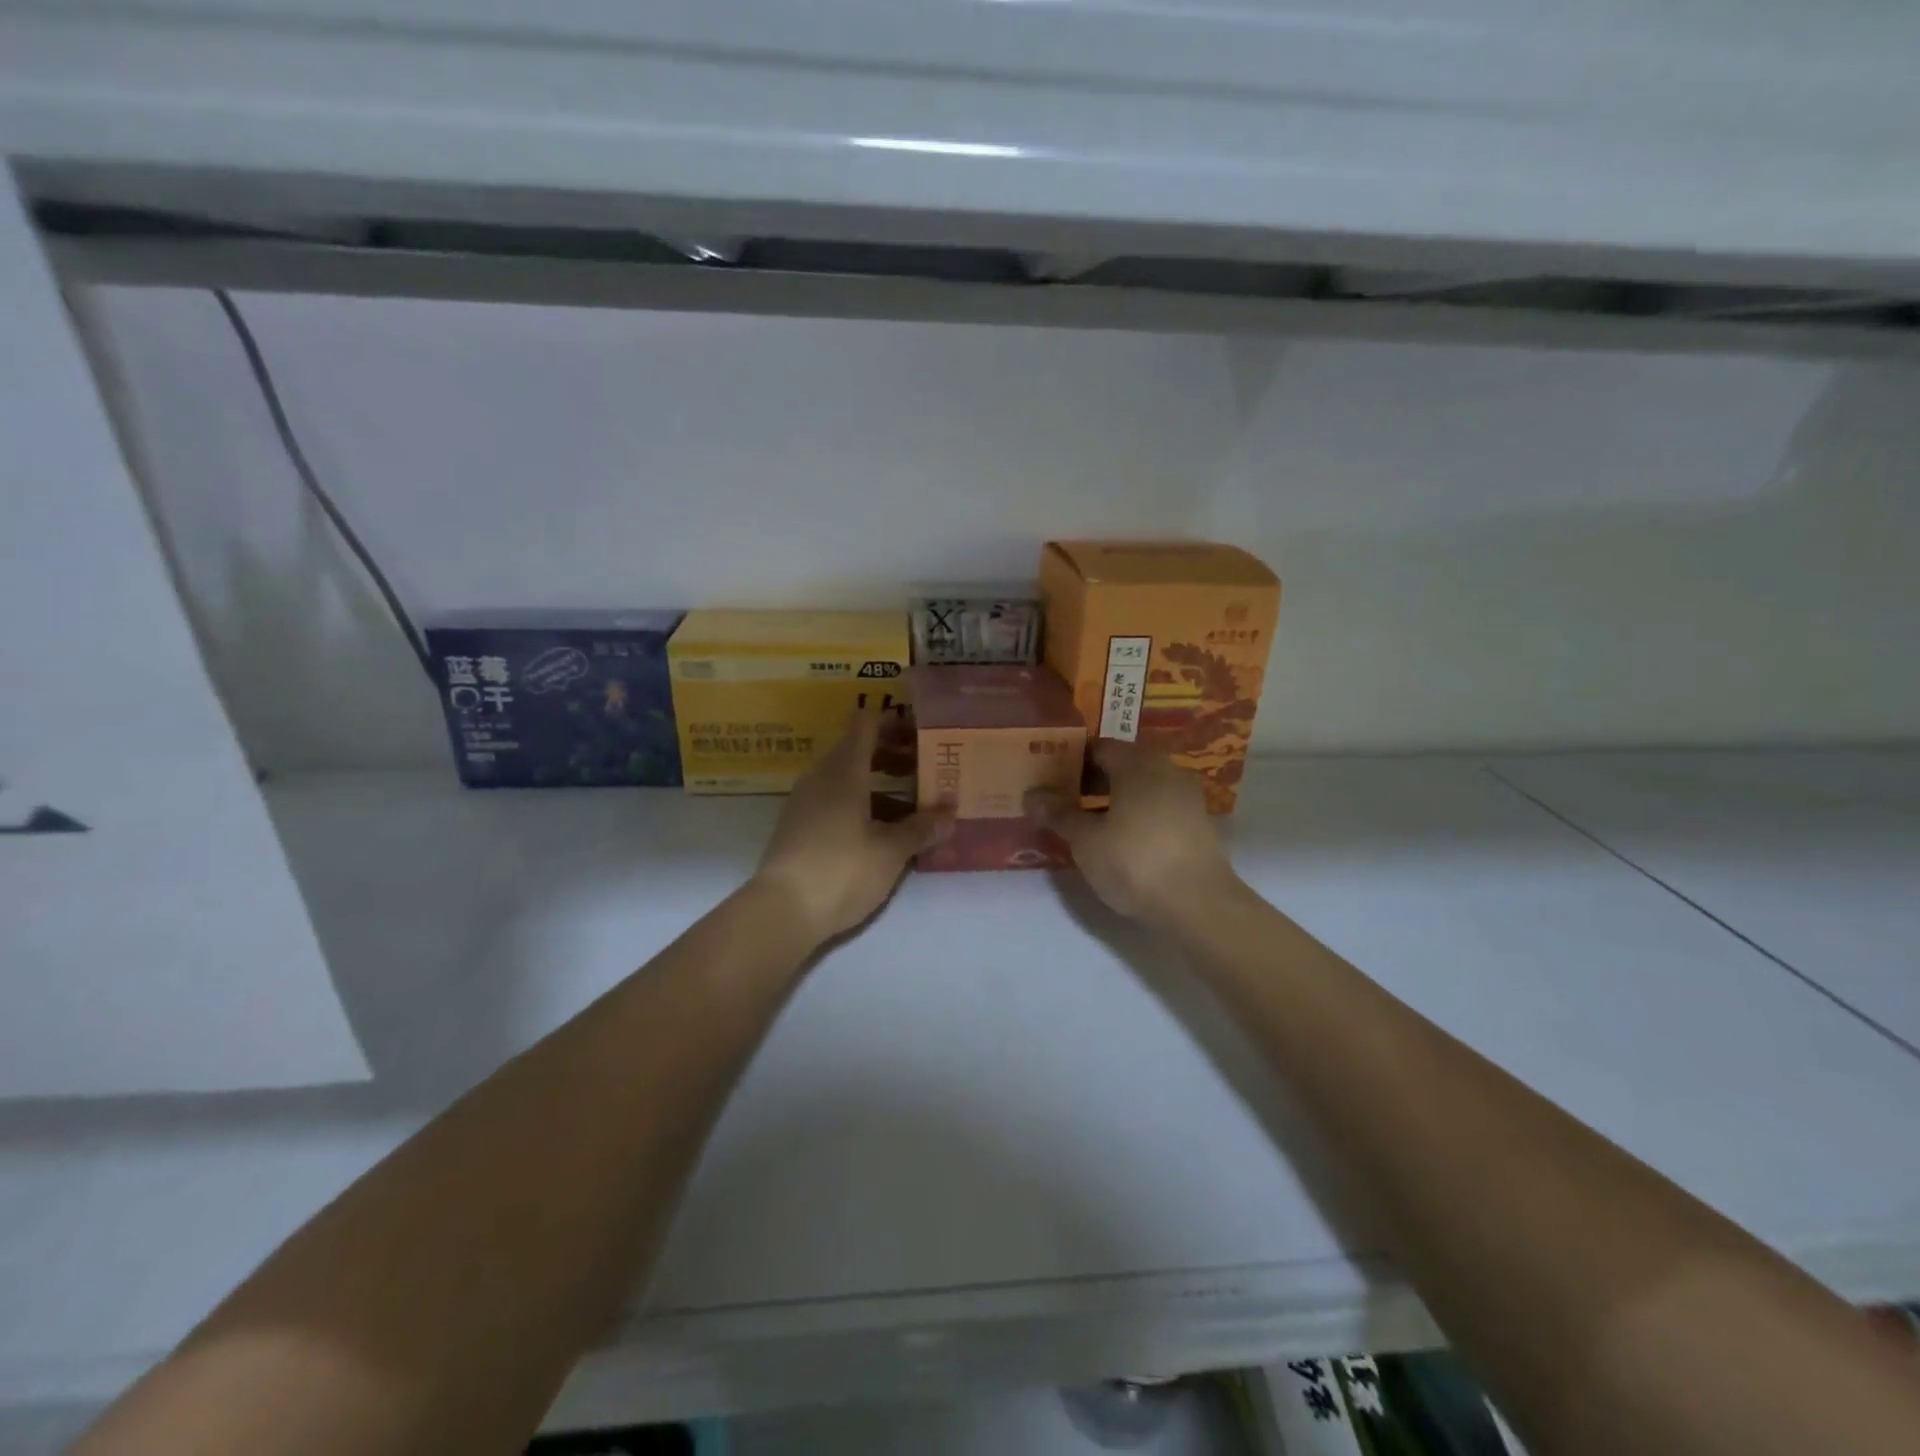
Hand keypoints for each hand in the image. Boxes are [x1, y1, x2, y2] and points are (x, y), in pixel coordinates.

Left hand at [752, 711, 947, 944]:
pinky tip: (885, 834)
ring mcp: (806, 803)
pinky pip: (836, 803)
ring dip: (881, 786)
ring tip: (915, 807)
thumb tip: (949, 814)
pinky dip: (863, 807)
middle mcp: (821, 777)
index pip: (866, 723)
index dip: (894, 721)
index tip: (923, 732)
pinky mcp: (800, 828)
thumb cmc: (841, 869)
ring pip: (848, 780)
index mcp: (843, 770)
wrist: (781, 912)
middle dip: (894, 756)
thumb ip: (921, 828)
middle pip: (858, 750)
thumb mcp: (890, 851)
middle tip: (928, 769)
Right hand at [1027, 740, 1237, 923]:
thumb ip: (1059, 814)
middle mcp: (1166, 769)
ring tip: (1087, 822)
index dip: (1071, 760)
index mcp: (1137, 762)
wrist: (1199, 904)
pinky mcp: (1198, 823)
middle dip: (1092, 780)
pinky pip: (1158, 807)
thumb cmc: (1135, 861)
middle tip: (1063, 801)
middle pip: (1122, 765)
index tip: (1050, 778)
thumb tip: (1033, 795)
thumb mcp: (1086, 840)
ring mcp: (1187, 796)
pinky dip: (1137, 815)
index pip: (1098, 747)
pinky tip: (1120, 839)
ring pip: (1141, 787)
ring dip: (1115, 799)